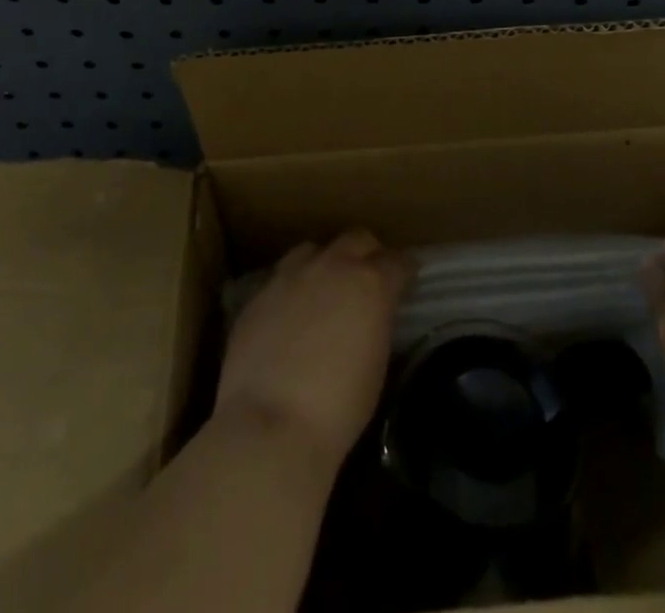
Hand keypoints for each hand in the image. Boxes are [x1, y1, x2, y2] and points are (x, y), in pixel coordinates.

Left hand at [215, 230, 411, 471]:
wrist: (269, 426)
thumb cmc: (338, 408)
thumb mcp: (376, 364)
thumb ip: (376, 324)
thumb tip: (371, 316)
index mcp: (370, 284)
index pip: (397, 261)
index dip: (403, 271)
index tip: (405, 282)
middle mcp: (333, 267)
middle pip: (357, 239)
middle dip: (367, 254)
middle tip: (367, 280)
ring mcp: (292, 275)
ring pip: (314, 250)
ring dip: (325, 264)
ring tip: (323, 291)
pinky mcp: (260, 294)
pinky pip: (282, 278)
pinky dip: (293, 290)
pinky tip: (290, 317)